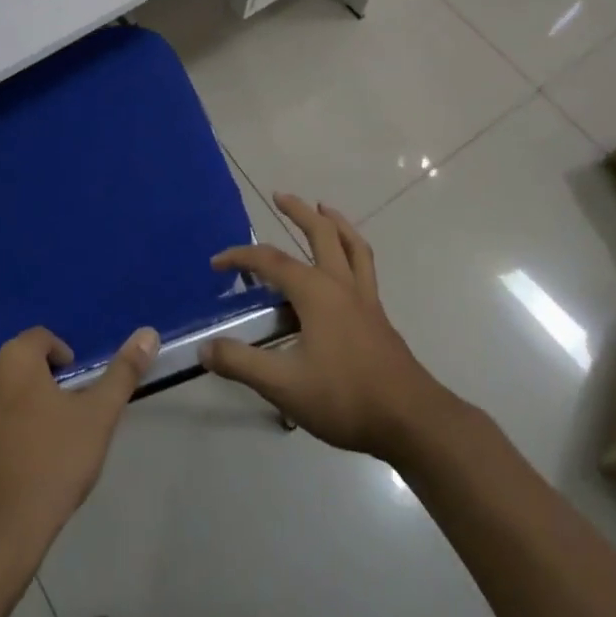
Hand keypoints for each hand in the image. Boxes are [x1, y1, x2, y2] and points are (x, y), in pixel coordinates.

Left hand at [0, 325, 158, 553]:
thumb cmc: (50, 467)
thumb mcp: (98, 418)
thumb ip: (122, 373)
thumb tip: (148, 332)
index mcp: (15, 358)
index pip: (41, 340)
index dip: (59, 359)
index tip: (71, 390)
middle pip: (10, 367)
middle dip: (28, 385)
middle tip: (49, 422)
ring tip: (18, 446)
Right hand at [199, 194, 446, 459]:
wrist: (411, 420)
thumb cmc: (345, 397)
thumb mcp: (284, 385)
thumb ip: (242, 364)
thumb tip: (204, 348)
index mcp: (315, 292)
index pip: (270, 261)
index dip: (240, 257)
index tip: (216, 264)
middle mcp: (341, 284)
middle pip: (320, 233)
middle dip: (298, 211)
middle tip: (279, 195)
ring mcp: (364, 299)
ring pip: (352, 245)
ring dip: (335, 222)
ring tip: (323, 208)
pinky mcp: (379, 316)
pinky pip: (364, 267)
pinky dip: (353, 249)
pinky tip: (346, 264)